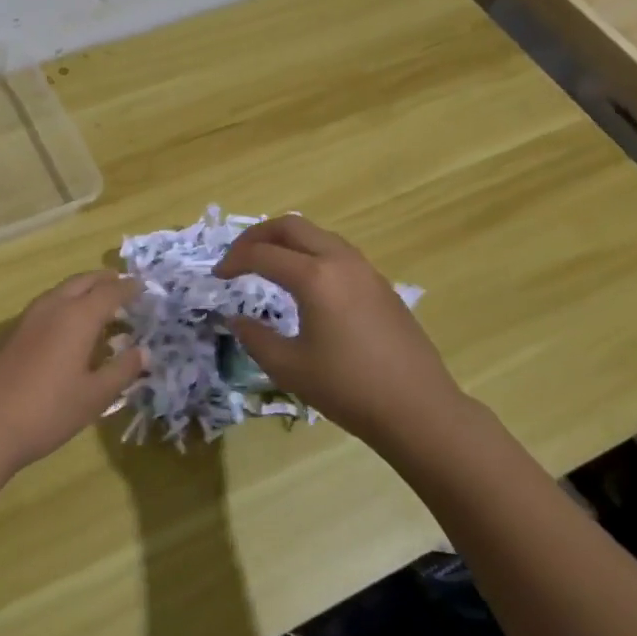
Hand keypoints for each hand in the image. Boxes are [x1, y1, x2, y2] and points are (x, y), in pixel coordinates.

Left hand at [0, 271, 145, 528]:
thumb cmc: (47, 411)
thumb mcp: (94, 397)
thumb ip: (121, 371)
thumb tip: (143, 351)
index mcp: (78, 317)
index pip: (110, 292)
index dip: (129, 288)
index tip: (143, 287)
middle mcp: (53, 307)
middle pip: (82, 282)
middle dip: (104, 280)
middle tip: (121, 284)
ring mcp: (27, 318)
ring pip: (60, 291)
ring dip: (81, 290)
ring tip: (97, 301)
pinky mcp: (11, 333)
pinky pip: (46, 306)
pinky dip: (64, 304)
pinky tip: (66, 326)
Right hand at [213, 215, 465, 447]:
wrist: (418, 409)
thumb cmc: (348, 388)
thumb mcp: (288, 367)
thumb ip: (255, 338)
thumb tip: (236, 319)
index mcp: (315, 277)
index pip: (262, 254)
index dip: (233, 261)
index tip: (218, 277)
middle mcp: (340, 261)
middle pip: (291, 226)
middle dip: (257, 235)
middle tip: (237, 257)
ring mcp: (365, 270)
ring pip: (317, 235)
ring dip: (286, 242)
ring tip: (267, 265)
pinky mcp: (380, 284)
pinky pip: (337, 252)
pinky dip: (310, 254)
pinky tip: (304, 284)